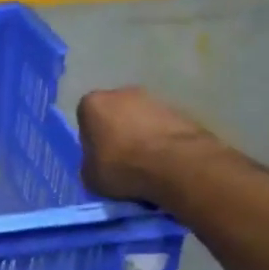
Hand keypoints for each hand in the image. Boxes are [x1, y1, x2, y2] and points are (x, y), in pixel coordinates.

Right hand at [77, 88, 227, 204]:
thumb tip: (98, 165)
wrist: (177, 165)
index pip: (86, 119)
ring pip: (141, 120)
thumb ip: (90, 164)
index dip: (92, 140)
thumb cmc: (123, 166)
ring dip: (142, 136)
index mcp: (92, 103)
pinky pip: (164, 128)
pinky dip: (164, 141)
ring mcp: (154, 99)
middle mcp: (121, 93)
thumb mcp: (90, 176)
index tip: (100, 158)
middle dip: (118, 132)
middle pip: (115, 114)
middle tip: (123, 160)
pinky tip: (166, 163)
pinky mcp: (181, 111)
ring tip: (148, 164)